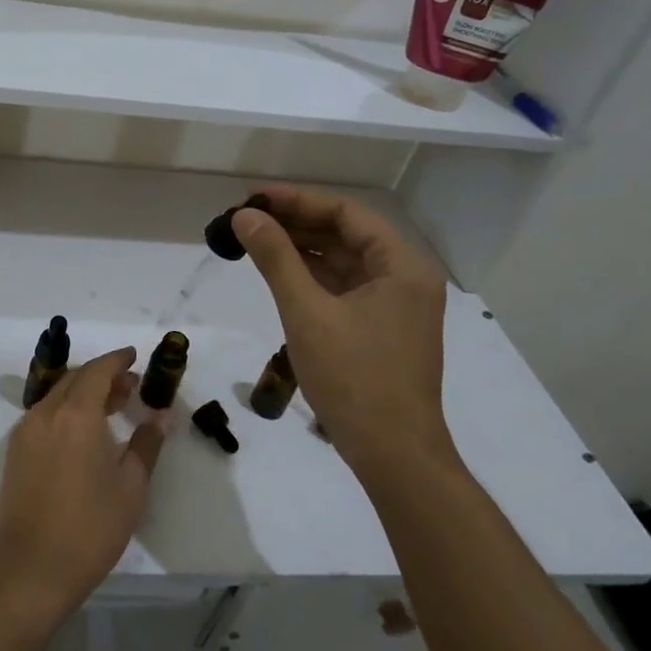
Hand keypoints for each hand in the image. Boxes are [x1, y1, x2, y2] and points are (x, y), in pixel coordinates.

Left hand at [0, 347, 168, 629]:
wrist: (31, 569)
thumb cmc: (90, 528)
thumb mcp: (130, 487)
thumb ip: (146, 444)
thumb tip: (162, 416)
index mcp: (76, 414)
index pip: (98, 371)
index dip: (117, 360)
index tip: (134, 356)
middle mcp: (46, 413)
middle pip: (75, 379)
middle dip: (103, 376)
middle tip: (130, 387)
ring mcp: (25, 432)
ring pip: (57, 395)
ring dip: (83, 393)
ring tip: (111, 408)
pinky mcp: (15, 452)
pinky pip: (44, 415)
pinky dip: (66, 410)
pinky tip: (83, 432)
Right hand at [234, 187, 457, 482]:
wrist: (392, 453)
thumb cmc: (354, 378)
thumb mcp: (307, 312)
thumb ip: (276, 258)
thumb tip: (245, 216)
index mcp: (402, 265)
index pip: (347, 214)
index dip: (298, 201)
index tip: (254, 198)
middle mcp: (405, 277)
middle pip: (346, 234)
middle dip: (296, 223)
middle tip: (247, 218)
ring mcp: (394, 304)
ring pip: (342, 261)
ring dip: (301, 250)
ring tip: (254, 239)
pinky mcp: (380, 328)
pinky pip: (343, 287)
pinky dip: (311, 277)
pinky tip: (278, 272)